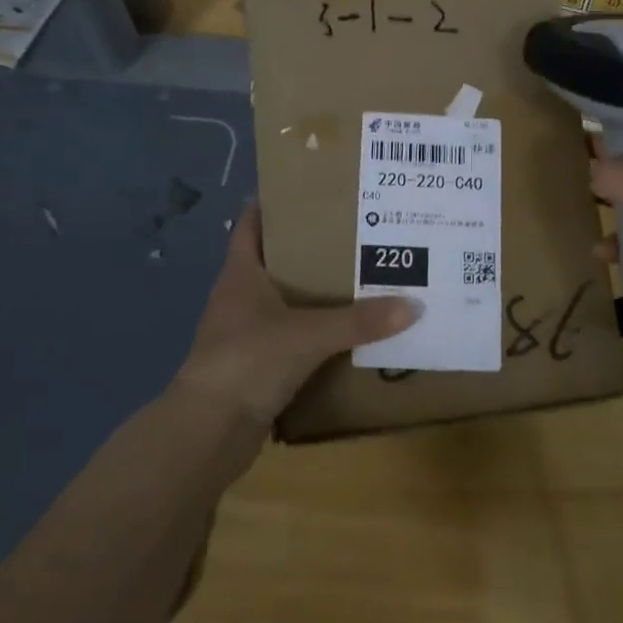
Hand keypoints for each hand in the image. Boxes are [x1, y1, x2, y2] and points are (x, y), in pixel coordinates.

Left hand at [172, 200, 420, 434]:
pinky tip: (345, 332)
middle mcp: (239, 296)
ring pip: (283, 302)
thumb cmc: (249, 360)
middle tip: (354, 232)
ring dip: (313, 294)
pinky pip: (290, 339)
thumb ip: (359, 321)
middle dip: (309, 248)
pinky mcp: (254, 366)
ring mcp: (244, 333)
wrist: (208, 432)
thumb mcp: (308, 334)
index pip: (251, 223)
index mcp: (241, 273)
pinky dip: (313, 333)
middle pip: (274, 260)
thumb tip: (413, 305)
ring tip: (359, 277)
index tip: (311, 189)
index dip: (274, 203)